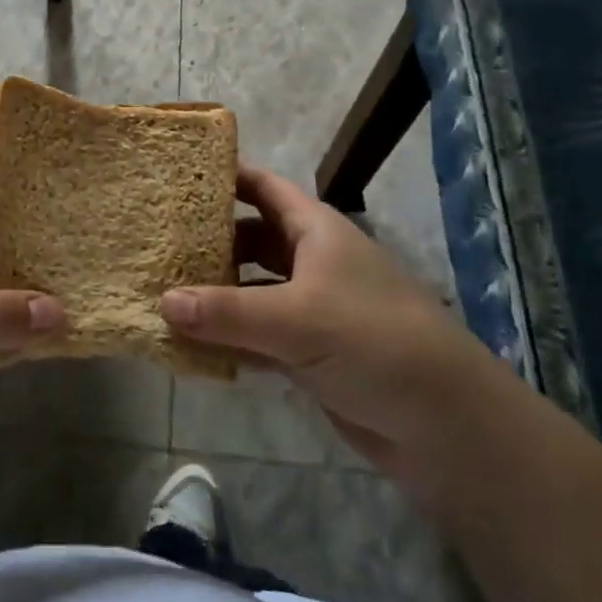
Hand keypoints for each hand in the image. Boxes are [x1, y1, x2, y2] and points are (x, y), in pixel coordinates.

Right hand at [161, 166, 501, 480]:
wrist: (446, 425)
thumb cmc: (374, 341)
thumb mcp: (296, 319)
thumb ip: (226, 312)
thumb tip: (161, 301)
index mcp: (315, 230)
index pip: (263, 187)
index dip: (224, 176)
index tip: (175, 177)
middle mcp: (311, 261)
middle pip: (250, 238)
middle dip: (208, 240)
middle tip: (155, 242)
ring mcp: (312, 308)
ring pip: (251, 289)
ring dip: (214, 294)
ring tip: (160, 291)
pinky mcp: (310, 353)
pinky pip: (258, 335)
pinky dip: (229, 337)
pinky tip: (190, 345)